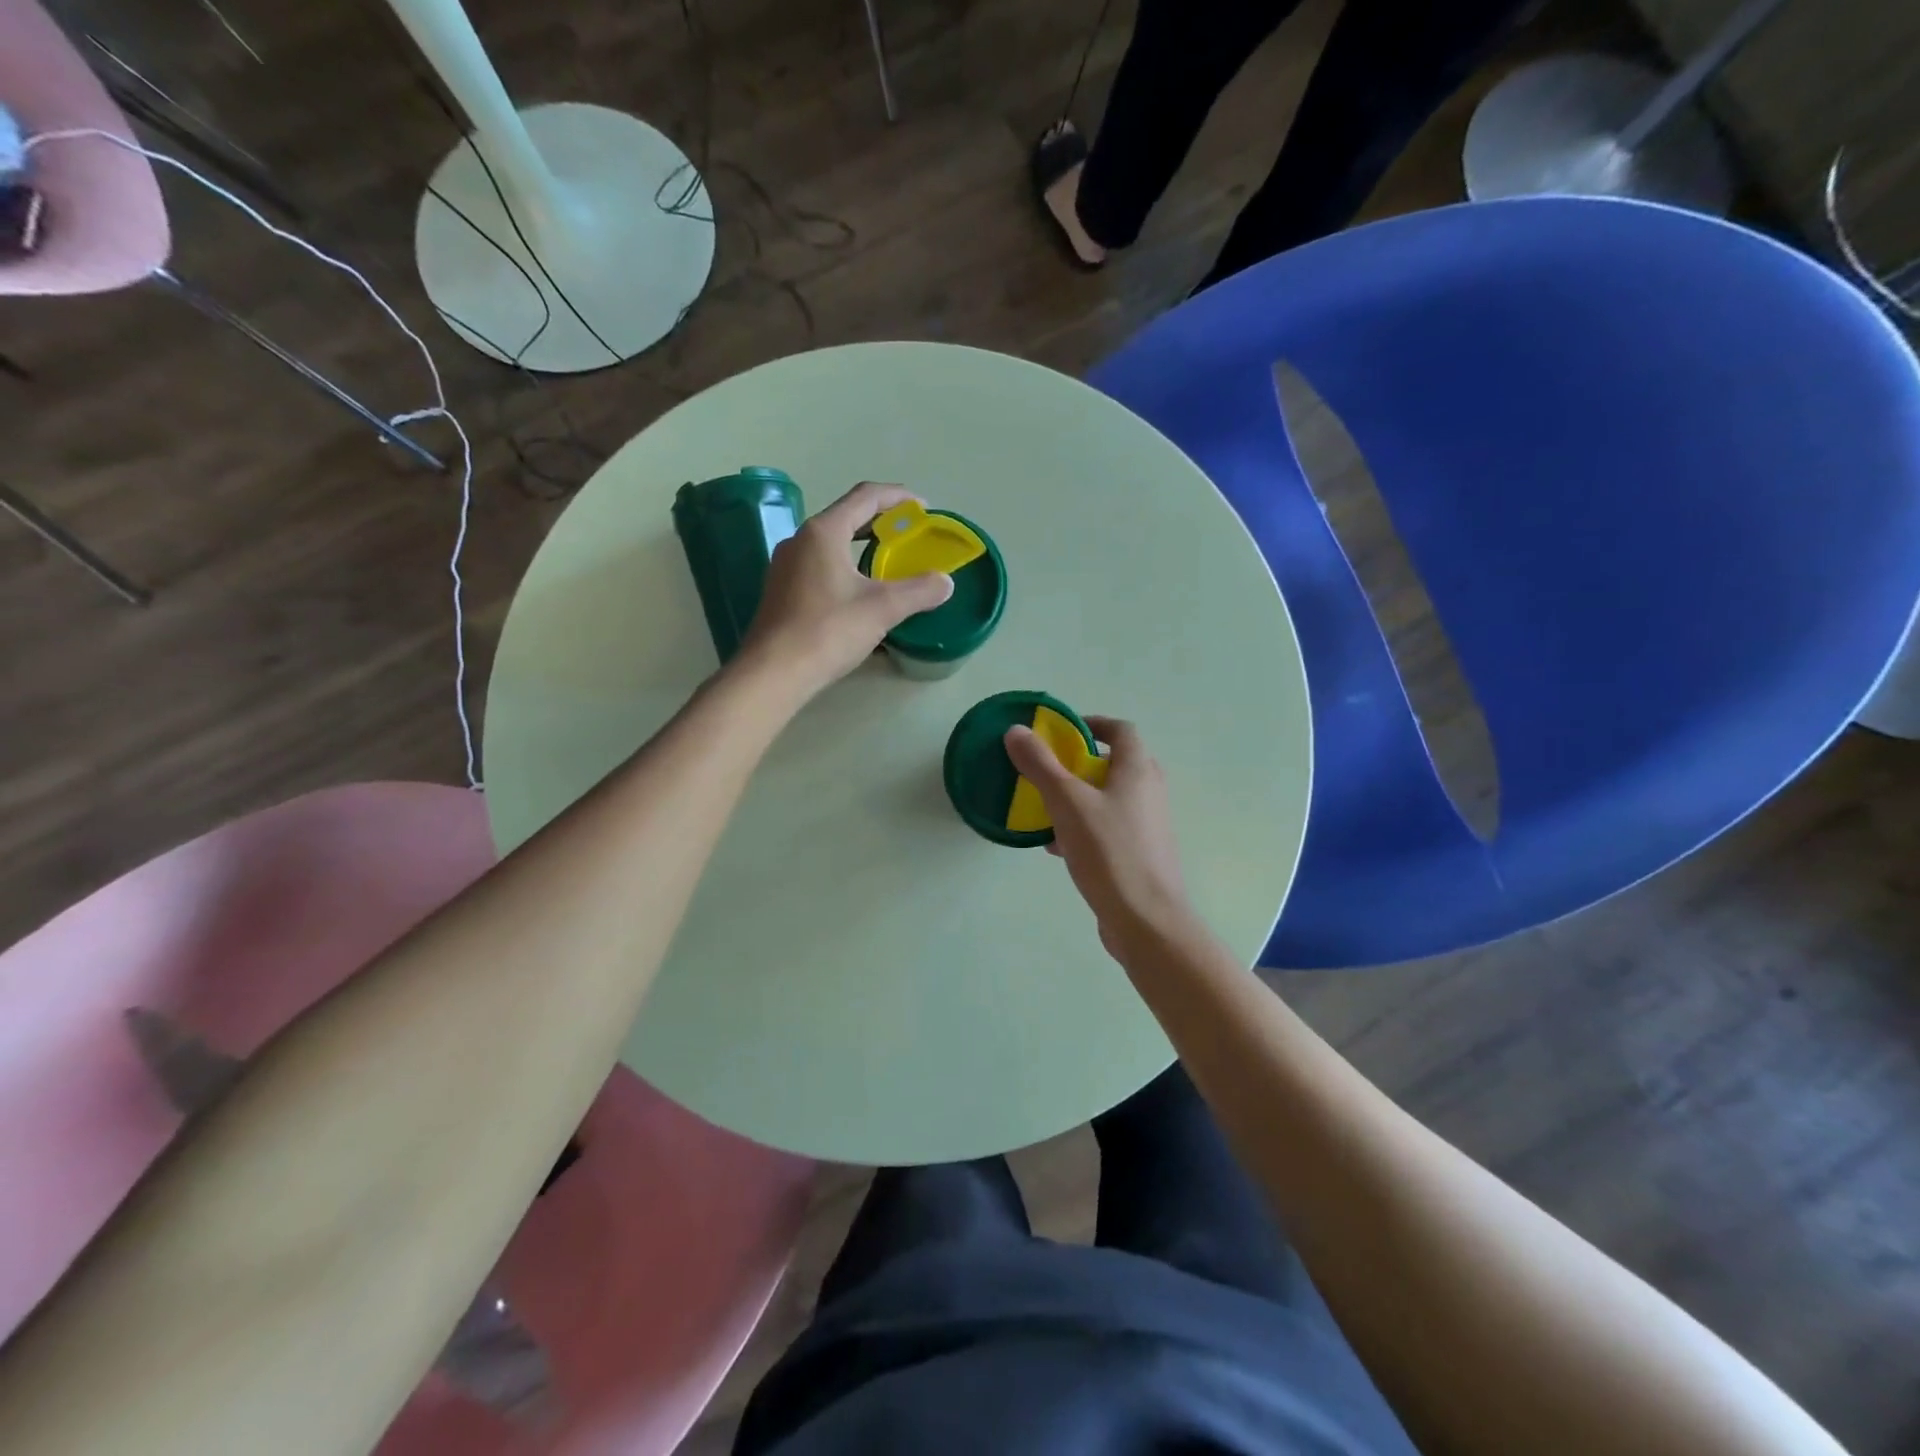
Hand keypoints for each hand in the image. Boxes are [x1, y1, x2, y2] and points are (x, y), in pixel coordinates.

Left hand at [739, 481, 954, 700]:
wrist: (774, 672)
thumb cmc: (828, 630)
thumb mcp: (883, 608)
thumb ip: (919, 591)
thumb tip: (946, 583)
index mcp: (823, 531)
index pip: (865, 496)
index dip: (898, 497)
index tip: (924, 508)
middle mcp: (800, 540)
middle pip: (846, 516)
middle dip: (881, 522)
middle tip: (909, 535)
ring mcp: (786, 566)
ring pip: (831, 543)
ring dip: (861, 545)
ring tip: (887, 561)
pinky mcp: (781, 591)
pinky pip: (819, 565)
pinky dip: (845, 566)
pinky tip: (859, 590)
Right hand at [1003, 716, 1197, 962]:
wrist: (1145, 920)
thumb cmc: (1109, 852)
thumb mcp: (1067, 803)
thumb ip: (1040, 765)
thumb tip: (1016, 730)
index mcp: (1138, 770)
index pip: (1121, 730)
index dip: (1092, 724)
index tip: (1062, 733)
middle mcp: (1149, 792)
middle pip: (1114, 764)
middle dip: (1078, 765)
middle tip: (1048, 772)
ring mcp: (1147, 825)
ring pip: (1108, 799)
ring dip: (1077, 799)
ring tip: (1045, 812)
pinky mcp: (1140, 853)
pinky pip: (1108, 828)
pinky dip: (1084, 828)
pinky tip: (1058, 848)